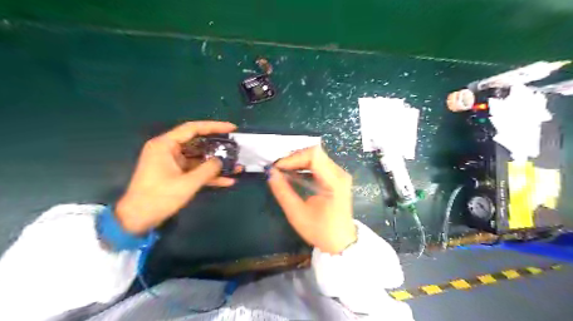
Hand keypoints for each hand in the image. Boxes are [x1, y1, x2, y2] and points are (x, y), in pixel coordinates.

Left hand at [115, 121, 236, 233]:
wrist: (138, 219)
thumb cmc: (159, 197)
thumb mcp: (187, 183)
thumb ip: (207, 169)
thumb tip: (221, 161)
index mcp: (165, 145)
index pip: (193, 128)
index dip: (214, 127)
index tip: (232, 129)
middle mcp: (169, 150)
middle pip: (198, 142)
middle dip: (218, 147)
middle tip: (235, 147)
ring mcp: (172, 162)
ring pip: (199, 158)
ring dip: (216, 164)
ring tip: (236, 166)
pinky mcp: (176, 174)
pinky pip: (195, 170)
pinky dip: (209, 175)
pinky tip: (227, 181)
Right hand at [267, 147, 356, 253]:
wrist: (341, 242)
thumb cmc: (320, 230)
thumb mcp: (297, 214)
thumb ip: (283, 192)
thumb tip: (270, 173)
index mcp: (334, 182)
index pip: (313, 155)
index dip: (293, 158)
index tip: (277, 168)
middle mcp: (340, 173)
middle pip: (315, 153)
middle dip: (294, 158)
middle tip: (278, 169)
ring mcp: (340, 174)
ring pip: (317, 156)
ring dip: (298, 161)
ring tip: (283, 171)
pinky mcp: (337, 178)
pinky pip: (319, 163)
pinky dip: (304, 166)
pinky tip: (294, 174)